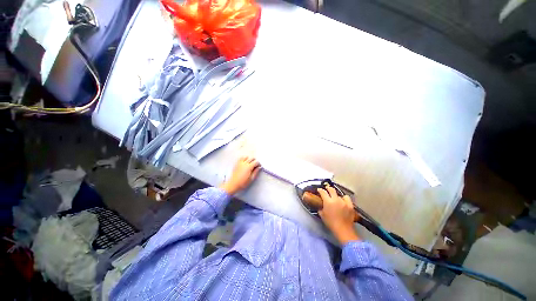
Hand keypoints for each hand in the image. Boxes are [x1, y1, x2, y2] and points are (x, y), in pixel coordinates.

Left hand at [219, 156, 260, 194]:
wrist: (233, 184)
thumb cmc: (243, 183)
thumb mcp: (251, 179)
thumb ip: (256, 172)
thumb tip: (259, 167)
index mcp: (249, 167)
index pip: (256, 162)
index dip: (258, 164)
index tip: (259, 166)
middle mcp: (245, 163)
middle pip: (251, 158)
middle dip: (255, 161)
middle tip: (255, 165)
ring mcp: (240, 163)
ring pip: (246, 157)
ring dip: (249, 159)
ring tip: (250, 163)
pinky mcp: (236, 164)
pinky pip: (240, 158)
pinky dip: (243, 159)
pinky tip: (244, 162)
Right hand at [317, 186, 359, 244]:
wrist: (343, 230)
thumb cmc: (330, 223)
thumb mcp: (322, 215)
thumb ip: (320, 208)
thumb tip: (320, 205)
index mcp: (328, 201)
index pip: (323, 192)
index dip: (320, 190)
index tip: (319, 190)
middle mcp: (336, 199)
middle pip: (331, 189)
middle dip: (328, 188)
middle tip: (326, 189)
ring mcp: (343, 201)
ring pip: (339, 194)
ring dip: (336, 195)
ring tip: (336, 198)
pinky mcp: (350, 205)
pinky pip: (346, 198)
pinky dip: (344, 198)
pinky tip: (343, 201)